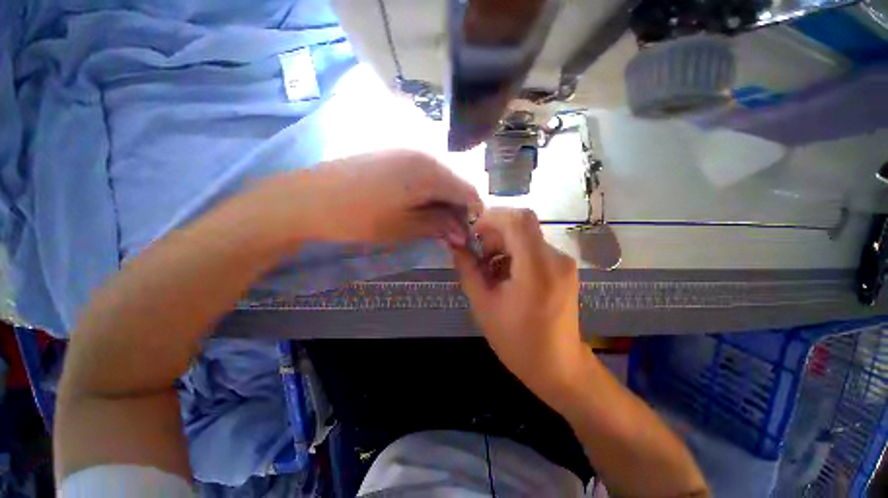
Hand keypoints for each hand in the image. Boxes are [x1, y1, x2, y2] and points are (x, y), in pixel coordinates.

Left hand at [293, 150, 481, 244]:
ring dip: (442, 201)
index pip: (469, 191)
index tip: (468, 234)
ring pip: (439, 178)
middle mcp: (424, 154)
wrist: (307, 198)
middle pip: (455, 183)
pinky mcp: (392, 154)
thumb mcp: (404, 227)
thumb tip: (463, 234)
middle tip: (449, 232)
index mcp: (431, 172)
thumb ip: (439, 226)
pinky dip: (427, 191)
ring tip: (432, 222)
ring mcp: (406, 151)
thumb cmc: (359, 217)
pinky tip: (416, 206)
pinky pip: (422, 172)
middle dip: (457, 209)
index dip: (473, 214)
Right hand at [452, 208, 586, 398]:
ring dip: (503, 244)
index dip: (492, 218)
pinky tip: (506, 274)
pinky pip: (534, 247)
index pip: (518, 220)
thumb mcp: (483, 304)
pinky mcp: (563, 268)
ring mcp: (563, 262)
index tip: (473, 233)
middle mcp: (556, 259)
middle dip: (495, 233)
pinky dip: (515, 252)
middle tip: (479, 257)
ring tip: (490, 270)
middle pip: (522, 224)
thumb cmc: (516, 341)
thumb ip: (467, 269)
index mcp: (536, 270)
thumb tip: (454, 244)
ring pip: (527, 235)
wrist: (558, 367)